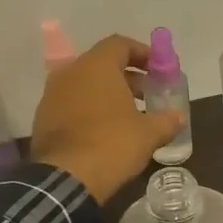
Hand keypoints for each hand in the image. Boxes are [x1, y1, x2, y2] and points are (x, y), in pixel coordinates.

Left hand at [30, 34, 184, 202]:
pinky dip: (90, 109)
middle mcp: (70, 72)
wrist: (66, 177)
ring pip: (85, 84)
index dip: (142, 53)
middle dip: (127, 77)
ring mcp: (52, 94)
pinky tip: (105, 130)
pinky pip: (71, 103)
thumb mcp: (148, 134)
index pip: (120, 44)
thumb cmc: (112, 145)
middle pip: (102, 64)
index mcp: (96, 66)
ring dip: (107, 94)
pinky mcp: (43, 117)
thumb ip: (167, 120)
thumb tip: (179, 116)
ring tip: (128, 115)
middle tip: (147, 95)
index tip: (157, 70)